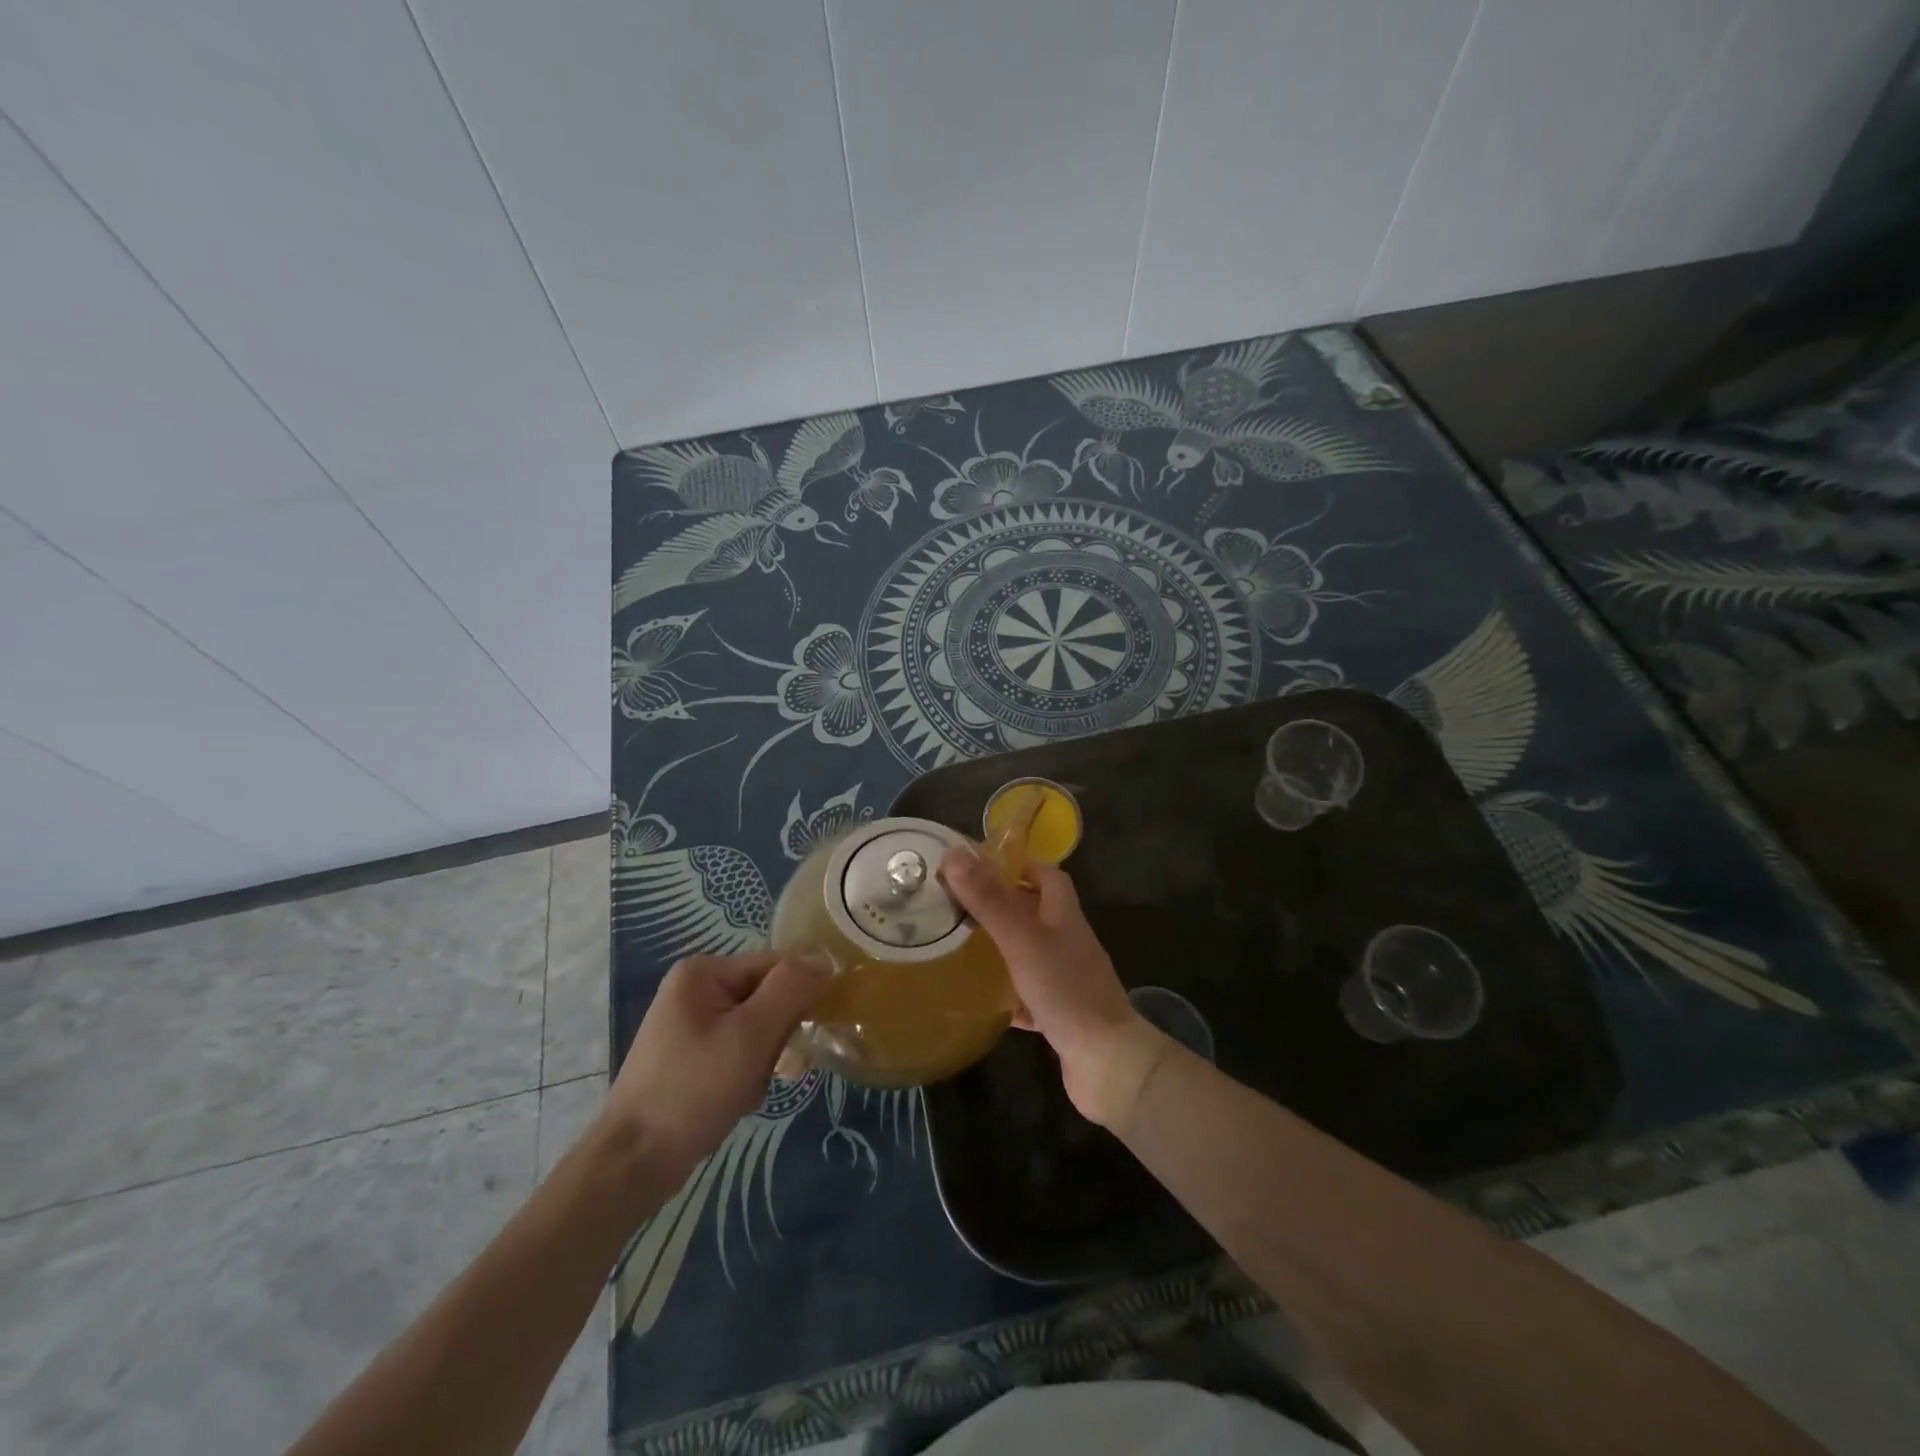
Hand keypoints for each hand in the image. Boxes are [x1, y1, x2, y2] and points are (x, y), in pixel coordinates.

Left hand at [606, 952, 828, 1181]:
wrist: (634, 1164)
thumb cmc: (693, 1090)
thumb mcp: (751, 1035)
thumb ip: (791, 990)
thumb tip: (826, 959)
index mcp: (704, 971)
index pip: (776, 967)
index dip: (795, 1000)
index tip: (797, 1039)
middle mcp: (696, 988)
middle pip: (767, 998)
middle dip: (775, 1038)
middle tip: (762, 1071)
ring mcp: (691, 1023)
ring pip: (757, 1029)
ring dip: (763, 1061)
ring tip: (744, 1090)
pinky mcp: (691, 1055)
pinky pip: (738, 1051)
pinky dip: (746, 1075)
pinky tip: (735, 1100)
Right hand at [940, 850, 1170, 1132]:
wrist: (1107, 1061)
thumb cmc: (1065, 989)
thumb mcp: (1022, 938)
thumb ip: (989, 900)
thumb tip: (955, 854)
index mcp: (1064, 916)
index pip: (1047, 875)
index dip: (1019, 864)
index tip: (979, 864)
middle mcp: (1067, 942)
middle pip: (1035, 913)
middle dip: (1000, 905)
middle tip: (958, 905)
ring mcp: (1065, 979)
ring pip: (1029, 953)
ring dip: (999, 948)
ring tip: (959, 945)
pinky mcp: (1059, 1015)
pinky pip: (1027, 995)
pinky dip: (1005, 993)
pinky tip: (978, 997)